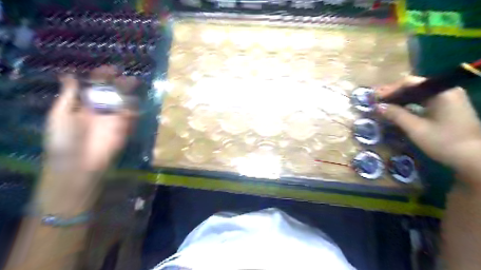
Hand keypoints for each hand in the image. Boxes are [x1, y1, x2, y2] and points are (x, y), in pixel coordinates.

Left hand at [40, 65, 137, 212]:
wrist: (78, 164)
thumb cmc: (64, 139)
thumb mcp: (60, 114)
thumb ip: (68, 95)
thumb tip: (69, 74)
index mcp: (85, 105)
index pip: (96, 87)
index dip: (103, 77)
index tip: (112, 69)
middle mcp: (101, 110)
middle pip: (114, 94)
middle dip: (121, 84)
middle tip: (128, 78)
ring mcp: (114, 120)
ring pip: (125, 104)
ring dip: (130, 95)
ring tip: (134, 86)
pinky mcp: (124, 130)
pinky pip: (131, 117)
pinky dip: (134, 110)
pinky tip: (134, 104)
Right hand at [375, 76, 480, 172]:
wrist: (474, 159)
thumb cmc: (444, 142)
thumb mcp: (416, 128)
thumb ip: (396, 115)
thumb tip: (378, 106)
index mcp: (441, 92)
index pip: (410, 83)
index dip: (390, 89)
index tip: (375, 98)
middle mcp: (446, 91)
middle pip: (414, 86)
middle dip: (394, 93)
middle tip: (377, 101)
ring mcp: (449, 99)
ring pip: (418, 94)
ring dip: (401, 99)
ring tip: (384, 105)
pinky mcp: (448, 108)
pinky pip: (424, 101)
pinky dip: (410, 104)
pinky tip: (399, 110)